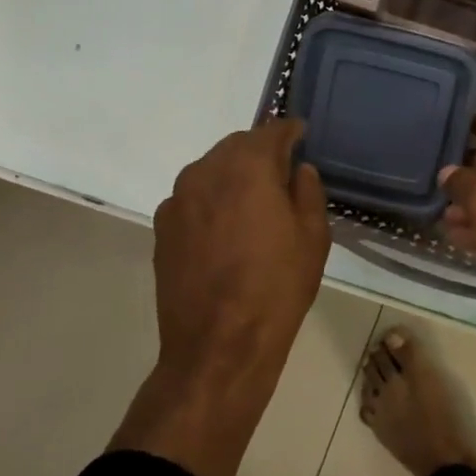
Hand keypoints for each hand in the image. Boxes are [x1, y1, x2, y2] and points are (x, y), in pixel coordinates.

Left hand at [111, 120, 330, 475]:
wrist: (218, 345)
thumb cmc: (277, 287)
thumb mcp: (313, 236)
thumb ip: (307, 191)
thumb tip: (298, 170)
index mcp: (247, 167)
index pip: (271, 131)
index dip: (290, 131)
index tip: (303, 134)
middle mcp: (206, 172)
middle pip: (237, 145)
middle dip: (261, 151)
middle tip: (283, 171)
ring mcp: (178, 200)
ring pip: (211, 170)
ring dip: (235, 174)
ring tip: (255, 201)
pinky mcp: (163, 228)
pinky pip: (194, 197)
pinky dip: (213, 199)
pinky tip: (228, 228)